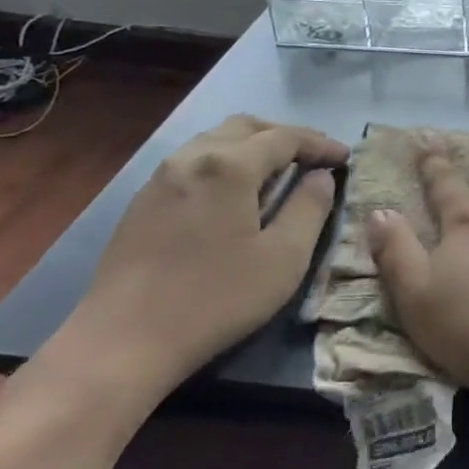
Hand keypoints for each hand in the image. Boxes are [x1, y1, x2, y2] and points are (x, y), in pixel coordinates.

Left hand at [51, 115, 346, 405]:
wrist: (122, 342)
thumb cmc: (215, 298)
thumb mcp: (283, 258)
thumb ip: (310, 208)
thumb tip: (321, 176)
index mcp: (229, 166)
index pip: (285, 137)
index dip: (320, 144)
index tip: (346, 158)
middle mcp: (192, 157)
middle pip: (247, 126)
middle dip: (285, 136)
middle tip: (314, 158)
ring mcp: (161, 177)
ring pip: (215, 139)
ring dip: (253, 145)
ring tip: (278, 171)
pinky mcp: (143, 201)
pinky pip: (194, 161)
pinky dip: (225, 161)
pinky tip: (235, 192)